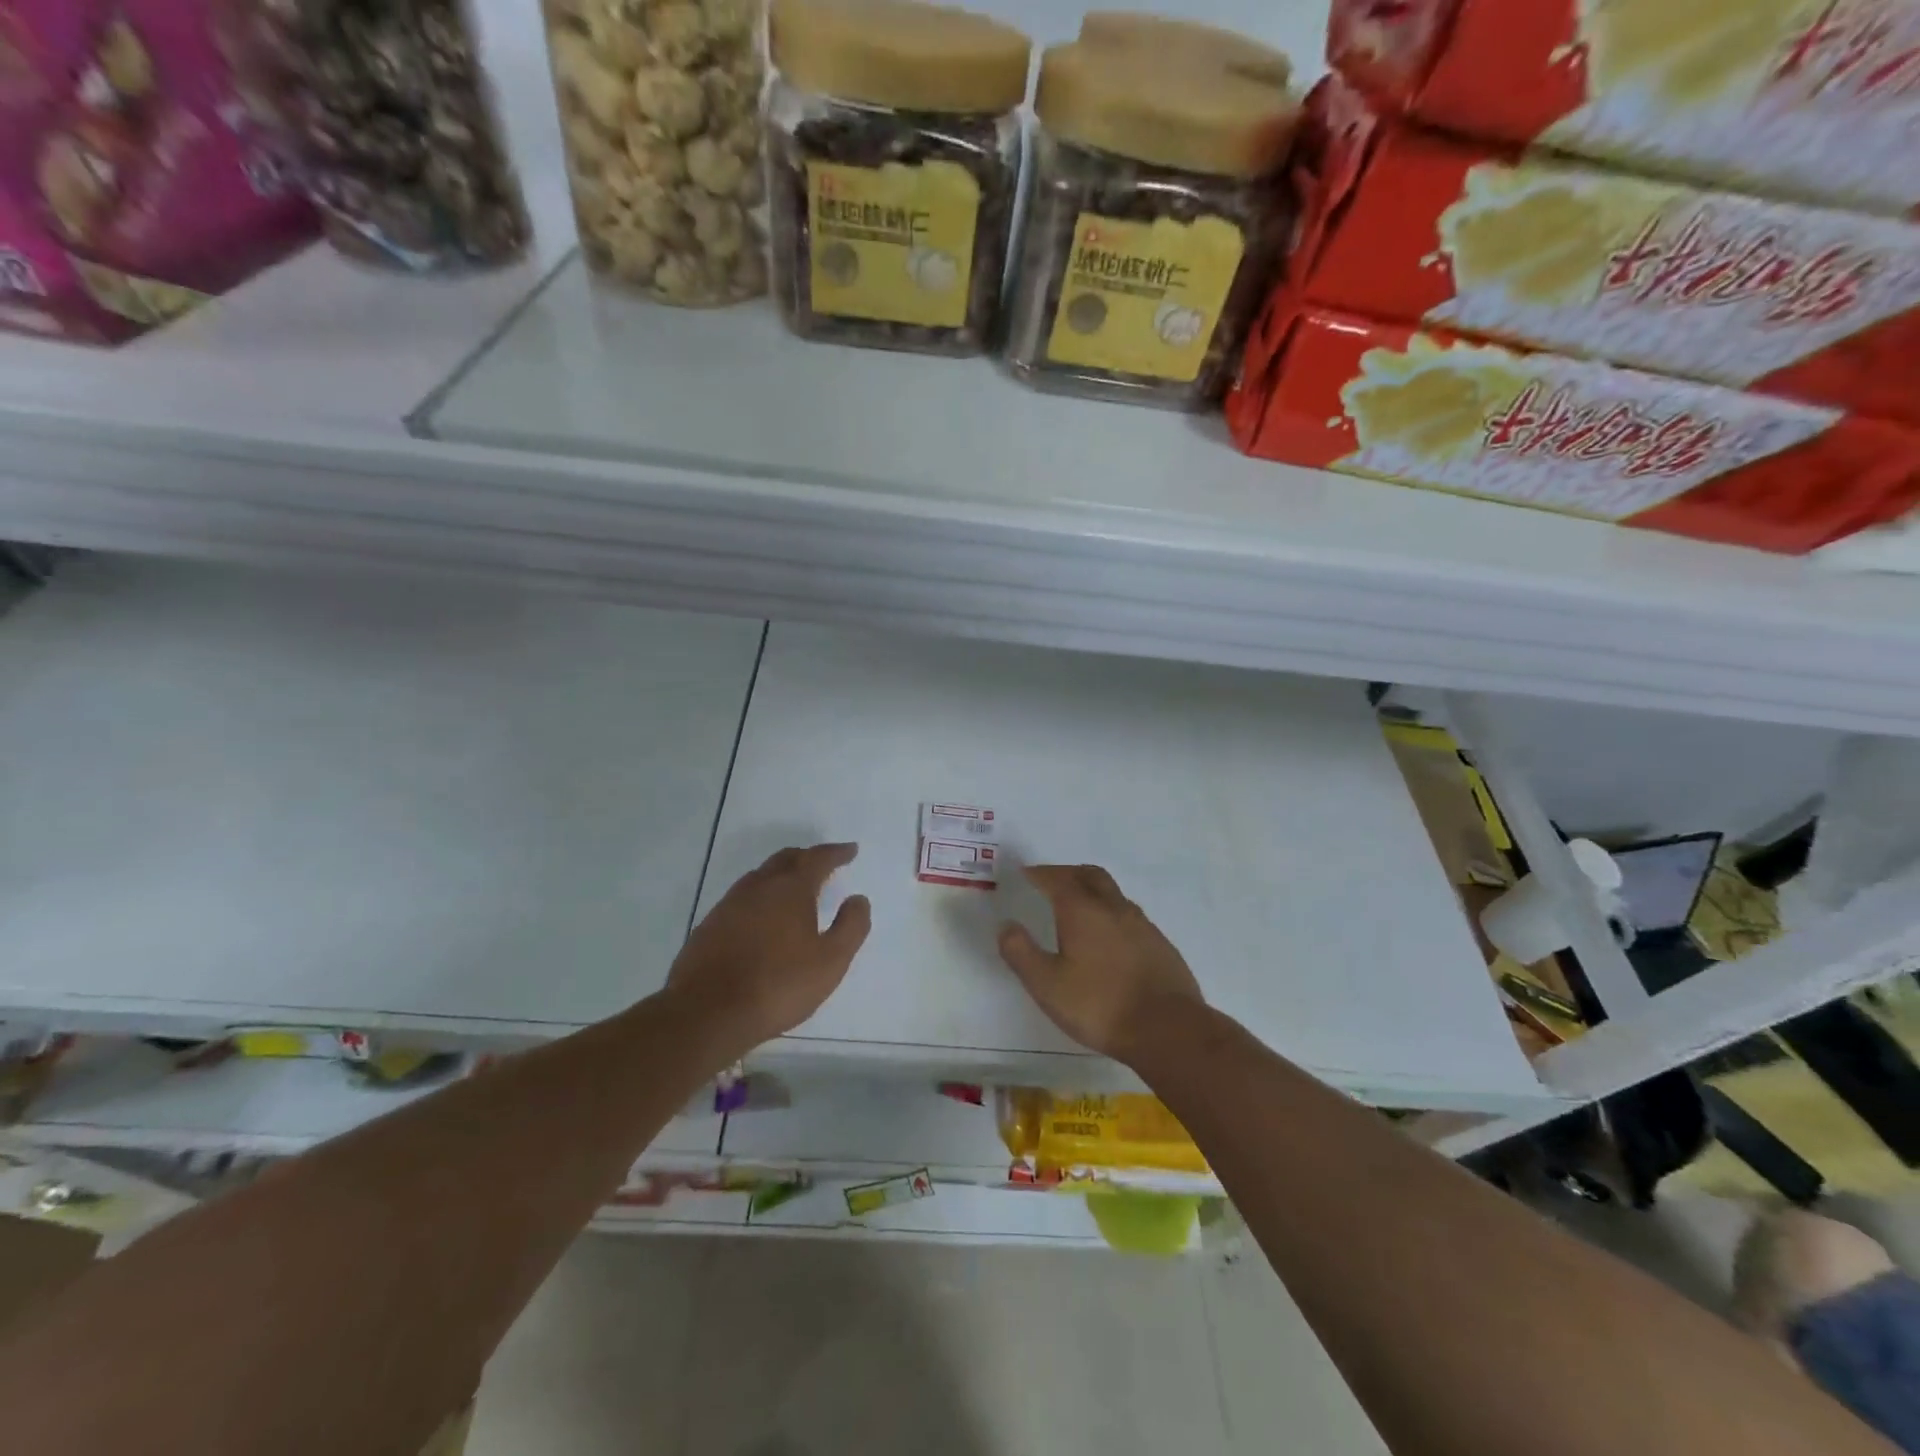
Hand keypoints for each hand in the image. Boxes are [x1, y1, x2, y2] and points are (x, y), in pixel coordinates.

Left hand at [667, 843, 870, 1057]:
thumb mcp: (831, 961)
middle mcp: (759, 887)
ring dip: (781, 875)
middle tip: (823, 864)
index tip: (851, 850)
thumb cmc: (778, 985)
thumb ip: (851, 927)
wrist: (707, 1012)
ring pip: (760, 877)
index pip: (818, 858)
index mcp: (791, 889)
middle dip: (807, 857)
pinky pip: (742, 898)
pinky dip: (760, 897)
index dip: (837, 852)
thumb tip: (858, 899)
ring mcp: (729, 904)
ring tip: (794, 888)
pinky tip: (762, 917)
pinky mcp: (710, 925)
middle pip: (786, 859)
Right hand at [997, 864, 1205, 1064]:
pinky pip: (1130, 915)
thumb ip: (1021, 953)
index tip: (1026, 873)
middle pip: (1089, 875)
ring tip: (1078, 906)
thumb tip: (1006, 925)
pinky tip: (1109, 937)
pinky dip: (1112, 913)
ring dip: (1092, 890)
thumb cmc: (1100, 1006)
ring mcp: (1142, 924)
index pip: (1057, 879)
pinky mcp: (1160, 944)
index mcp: (1082, 911)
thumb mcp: (1047, 985)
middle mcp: (1113, 908)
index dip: (1039, 874)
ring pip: (1113, 893)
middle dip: (1067, 873)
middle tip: (1051, 880)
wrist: (1168, 1029)